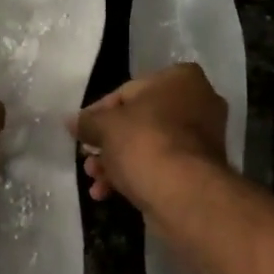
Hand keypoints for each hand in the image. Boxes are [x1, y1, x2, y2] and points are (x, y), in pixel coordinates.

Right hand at [71, 63, 229, 212]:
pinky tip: (108, 193)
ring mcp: (202, 138)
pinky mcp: (200, 169)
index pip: (127, 91)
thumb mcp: (106, 127)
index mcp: (179, 78)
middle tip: (87, 160)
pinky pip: (161, 165)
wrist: (184, 194)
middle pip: (138, 121)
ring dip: (116, 162)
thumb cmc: (145, 144)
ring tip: (94, 180)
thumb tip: (71, 121)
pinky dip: (136, 175)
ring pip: (148, 146)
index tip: (81, 132)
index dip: (98, 113)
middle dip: (108, 143)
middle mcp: (198, 102)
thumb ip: (87, 121)